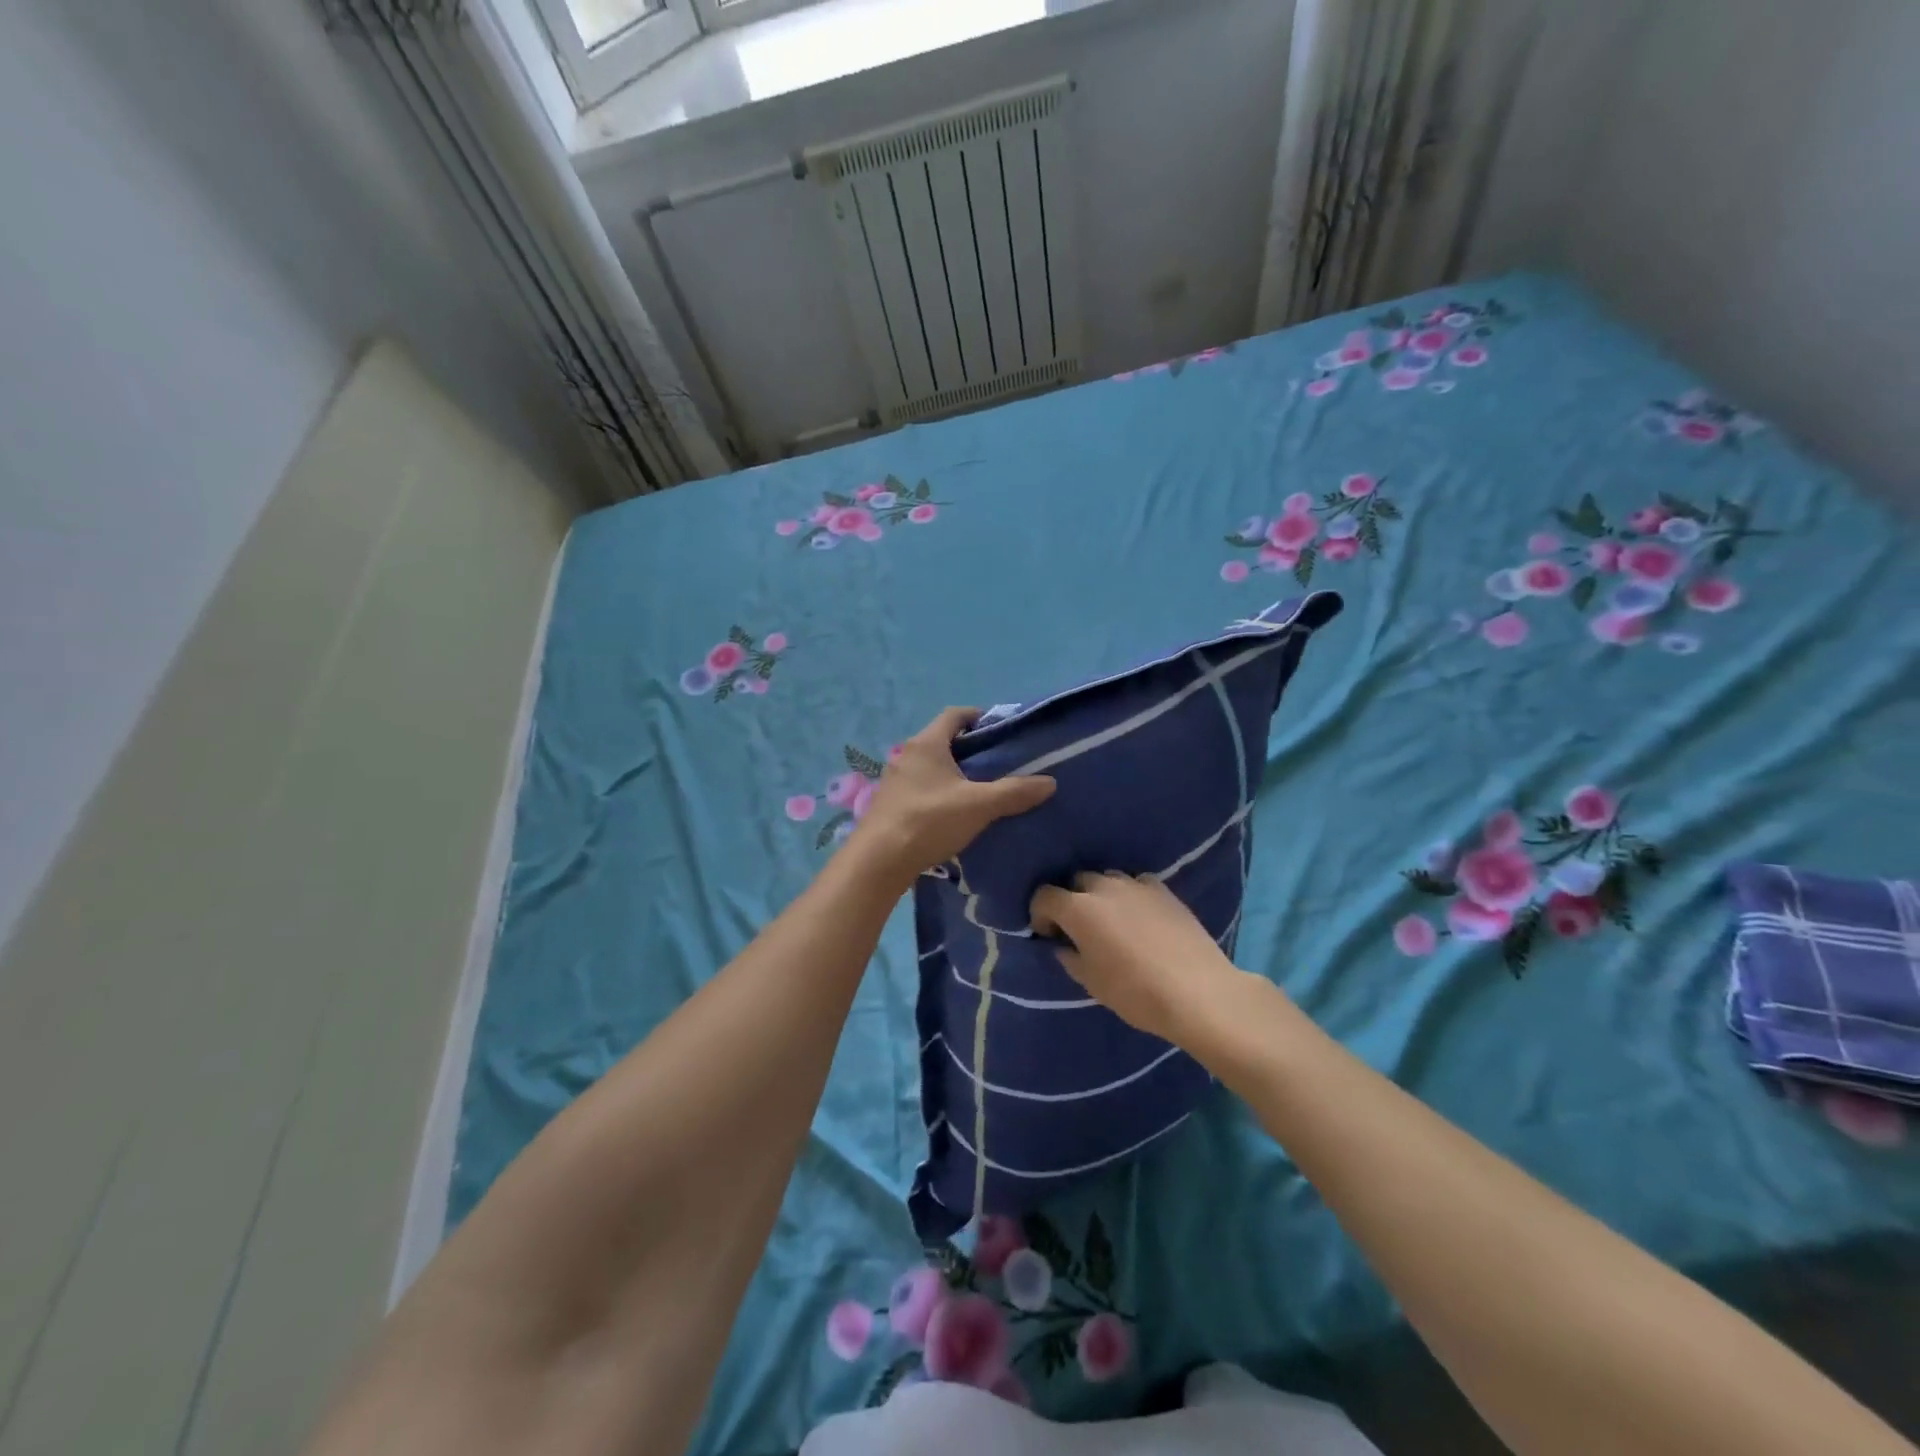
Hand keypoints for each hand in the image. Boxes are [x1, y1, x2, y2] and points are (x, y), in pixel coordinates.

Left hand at [850, 708, 1054, 887]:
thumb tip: (1050, 782)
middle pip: (942, 740)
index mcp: (927, 743)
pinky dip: (939, 792)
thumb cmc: (929, 821)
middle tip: (997, 763)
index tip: (1000, 731)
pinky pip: (920, 788)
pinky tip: (953, 813)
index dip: (977, 717)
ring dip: (952, 773)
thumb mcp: (979, 805)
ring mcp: (894, 780)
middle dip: (969, 749)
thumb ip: (1014, 792)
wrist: (878, 861)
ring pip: (930, 767)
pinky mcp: (889, 804)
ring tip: (979, 791)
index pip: (954, 715)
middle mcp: (907, 755)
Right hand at [1029, 873, 1246, 1045]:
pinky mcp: (1164, 890)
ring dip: (1101, 895)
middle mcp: (1104, 887)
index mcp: (1079, 909)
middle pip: (1076, 881)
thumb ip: (1070, 958)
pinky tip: (1139, 917)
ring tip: (1111, 921)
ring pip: (1107, 879)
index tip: (1048, 935)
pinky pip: (1136, 884)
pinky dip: (1130, 895)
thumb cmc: (1136, 993)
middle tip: (1079, 929)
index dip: (1040, 914)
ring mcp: (1136, 885)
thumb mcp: (1092, 983)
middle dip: (1071, 901)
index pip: (1044, 896)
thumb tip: (1063, 946)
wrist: (1198, 993)